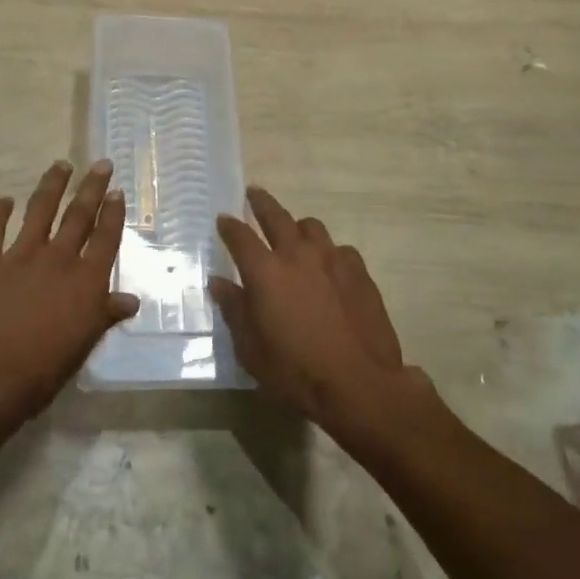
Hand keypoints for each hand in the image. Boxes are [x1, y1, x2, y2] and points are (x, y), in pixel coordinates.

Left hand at [0, 160, 138, 432]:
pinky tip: (3, 200)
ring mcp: (20, 256)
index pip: (105, 239)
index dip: (113, 214)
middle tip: (101, 163)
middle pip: (79, 215)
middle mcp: (57, 259)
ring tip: (61, 165)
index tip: (117, 191)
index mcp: (85, 282)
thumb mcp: (82, 347)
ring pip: (40, 210)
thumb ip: (104, 316)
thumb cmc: (40, 372)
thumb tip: (130, 299)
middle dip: (92, 187)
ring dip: (52, 185)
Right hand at [209, 188, 422, 432]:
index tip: (223, 219)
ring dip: (298, 227)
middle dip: (261, 202)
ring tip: (295, 234)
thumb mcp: (252, 349)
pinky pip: (340, 249)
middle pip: (275, 215)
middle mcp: (297, 254)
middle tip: (254, 193)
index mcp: (265, 271)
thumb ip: (234, 310)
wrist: (360, 384)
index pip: (240, 235)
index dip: (229, 225)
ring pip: (311, 226)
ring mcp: (332, 258)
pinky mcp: (359, 271)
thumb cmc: (296, 371)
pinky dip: (329, 253)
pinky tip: (330, 268)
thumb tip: (218, 283)